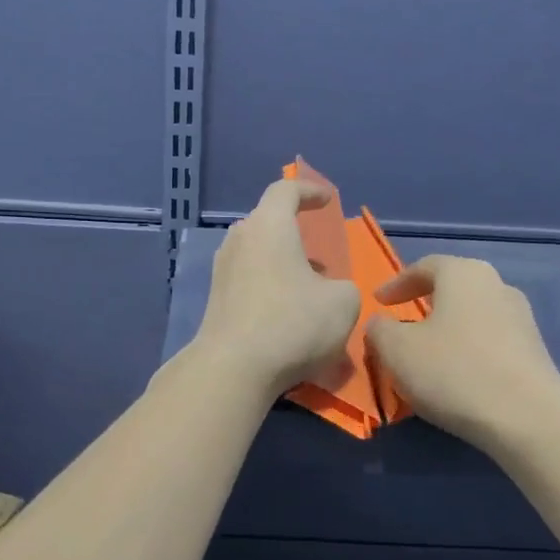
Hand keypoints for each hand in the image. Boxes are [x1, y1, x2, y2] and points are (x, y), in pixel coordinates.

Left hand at [192, 178, 361, 402]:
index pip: (285, 190)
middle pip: (267, 225)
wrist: (234, 368)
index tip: (327, 201)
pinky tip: (288, 318)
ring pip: (257, 258)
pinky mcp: (215, 303)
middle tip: (319, 258)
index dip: (309, 190)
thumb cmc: (293, 323)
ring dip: (283, 268)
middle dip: (295, 237)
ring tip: (309, 292)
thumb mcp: (343, 302)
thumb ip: (343, 287)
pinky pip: (248, 285)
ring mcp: (221, 273)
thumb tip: (328, 292)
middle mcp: (239, 241)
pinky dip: (269, 292)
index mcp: (269, 226)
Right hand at [368, 255, 559, 454]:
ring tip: (426, 353)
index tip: (378, 302)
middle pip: (454, 288)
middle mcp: (497, 286)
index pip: (425, 266)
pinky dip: (467, 350)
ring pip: (472, 315)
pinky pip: (489, 341)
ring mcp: (521, 318)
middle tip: (402, 321)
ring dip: (447, 329)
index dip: (396, 283)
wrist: (525, 417)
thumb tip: (381, 323)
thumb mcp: (396, 350)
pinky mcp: (533, 351)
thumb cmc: (452, 371)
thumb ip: (380, 329)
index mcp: (464, 274)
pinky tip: (455, 375)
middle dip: (425, 303)